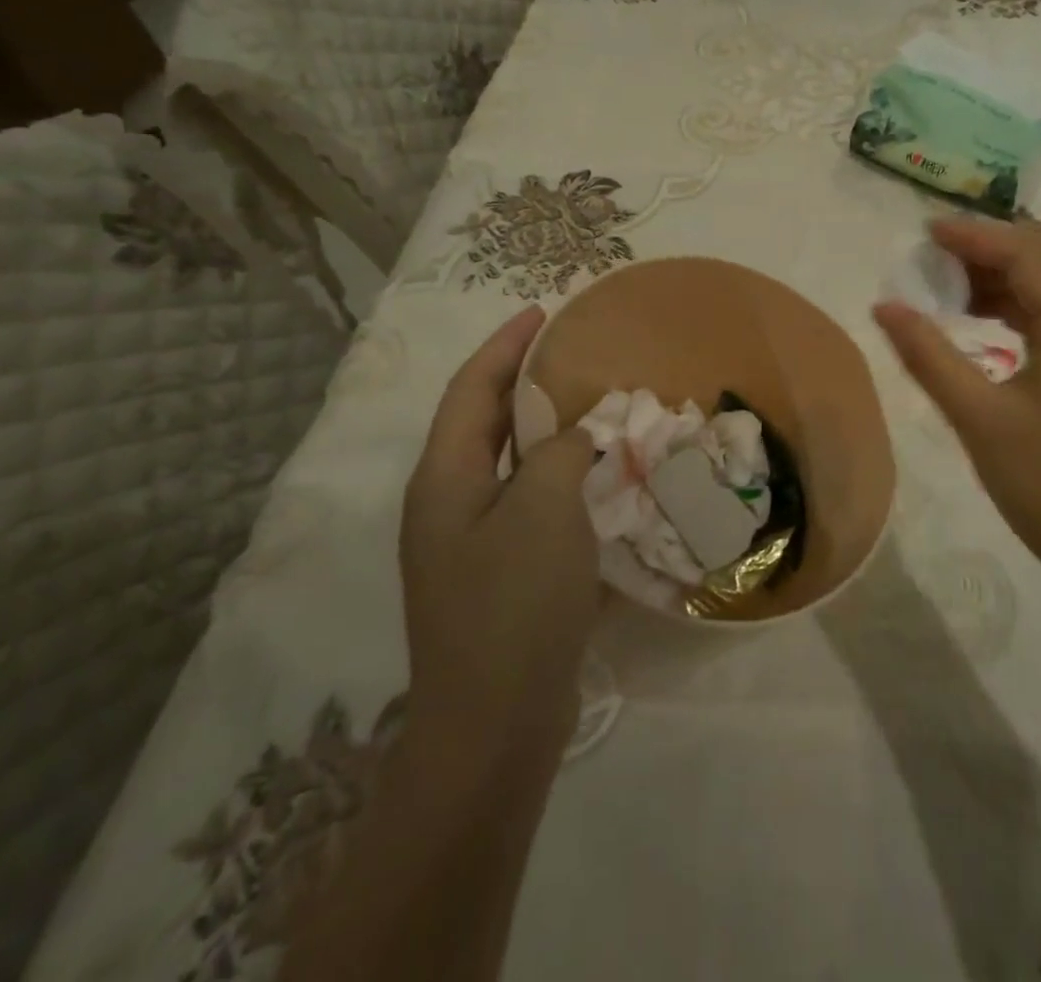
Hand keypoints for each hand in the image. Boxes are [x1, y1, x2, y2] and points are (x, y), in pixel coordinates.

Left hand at [399, 305, 598, 764]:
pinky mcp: (498, 575)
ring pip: (510, 464)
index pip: (472, 389)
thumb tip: (573, 437)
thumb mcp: (542, 510)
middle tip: (574, 354)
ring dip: (546, 431)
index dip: (505, 346)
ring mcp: (470, 544)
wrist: (494, 727)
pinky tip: (596, 478)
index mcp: (444, 478)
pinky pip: (529, 504)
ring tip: (591, 406)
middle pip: (485, 422)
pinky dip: (558, 479)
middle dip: (524, 382)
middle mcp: (447, 504)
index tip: (542, 313)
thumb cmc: (513, 605)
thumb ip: (558, 453)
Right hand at [873, 218, 1040, 592]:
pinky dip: (1018, 303)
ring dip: (1003, 275)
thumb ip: (928, 356)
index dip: (974, 236)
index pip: (1027, 253)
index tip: (924, 233)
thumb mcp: (979, 419)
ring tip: (947, 289)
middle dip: (988, 248)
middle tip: (933, 260)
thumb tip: (884, 307)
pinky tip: (980, 320)